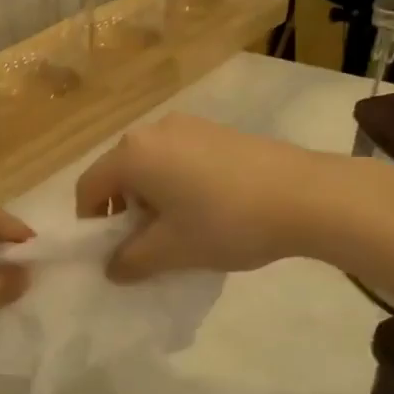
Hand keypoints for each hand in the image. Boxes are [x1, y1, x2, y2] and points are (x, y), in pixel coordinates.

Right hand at [75, 115, 324, 280]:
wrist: (305, 195)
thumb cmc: (225, 222)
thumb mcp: (172, 250)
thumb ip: (131, 261)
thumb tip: (112, 268)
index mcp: (132, 154)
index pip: (88, 187)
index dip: (90, 223)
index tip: (110, 252)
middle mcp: (153, 130)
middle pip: (119, 173)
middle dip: (124, 211)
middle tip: (147, 244)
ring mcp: (189, 125)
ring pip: (151, 165)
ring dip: (152, 198)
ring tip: (182, 228)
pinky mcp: (217, 130)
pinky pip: (179, 157)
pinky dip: (178, 183)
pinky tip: (209, 208)